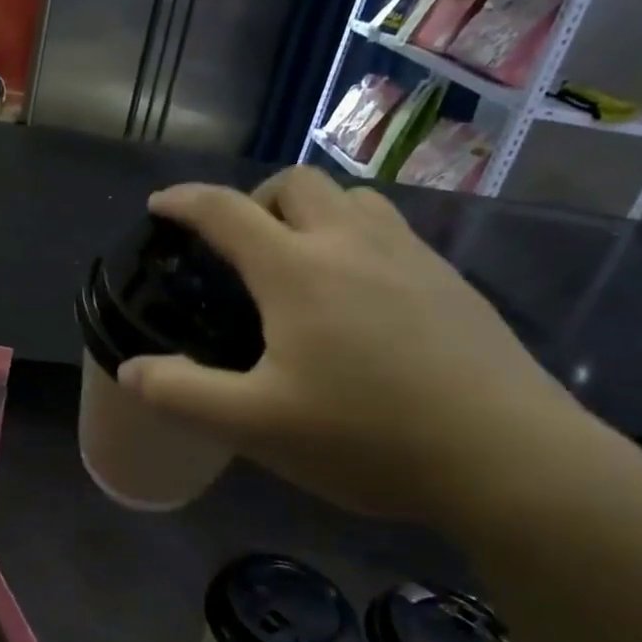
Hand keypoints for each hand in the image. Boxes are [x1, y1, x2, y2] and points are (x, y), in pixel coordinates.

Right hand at [119, 168, 616, 521]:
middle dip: (255, 198)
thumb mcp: (257, 426)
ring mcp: (410, 256)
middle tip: (240, 245)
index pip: (226, 211)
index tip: (160, 205)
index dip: (185, 201)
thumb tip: (131, 371)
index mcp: (297, 269)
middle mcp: (352, 243)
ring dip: (312, 211)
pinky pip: (390, 229)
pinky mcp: (451, 280)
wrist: (510, 458)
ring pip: (352, 197)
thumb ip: (183, 395)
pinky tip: (361, 294)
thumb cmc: (369, 436)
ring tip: (300, 259)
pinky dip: (355, 237)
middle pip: (295, 182)